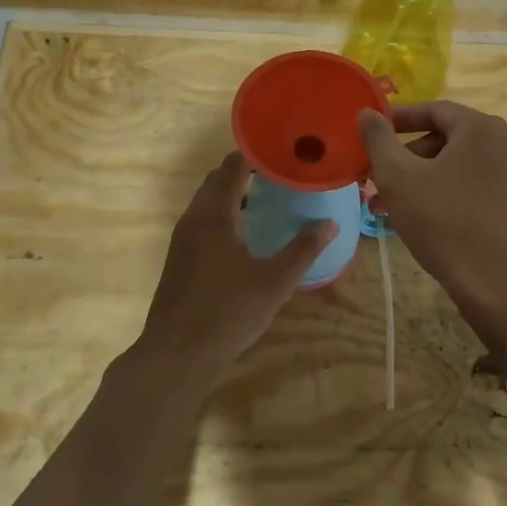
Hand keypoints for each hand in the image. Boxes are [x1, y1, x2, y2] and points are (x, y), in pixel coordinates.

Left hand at [134, 152, 336, 375]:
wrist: (176, 355)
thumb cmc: (228, 313)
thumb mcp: (275, 282)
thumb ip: (303, 250)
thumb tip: (330, 223)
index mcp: (215, 215)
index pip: (232, 167)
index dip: (255, 154)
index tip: (281, 151)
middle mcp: (193, 219)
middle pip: (216, 180)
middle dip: (244, 171)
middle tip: (279, 173)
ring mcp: (182, 239)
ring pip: (206, 201)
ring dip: (231, 193)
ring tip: (265, 198)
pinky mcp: (178, 258)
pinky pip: (201, 219)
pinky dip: (221, 212)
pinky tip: (243, 233)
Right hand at [357, 102, 506, 313]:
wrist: (498, 285)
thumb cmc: (444, 222)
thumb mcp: (398, 177)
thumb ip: (378, 139)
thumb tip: (367, 112)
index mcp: (480, 127)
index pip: (432, 109)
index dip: (396, 120)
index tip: (369, 134)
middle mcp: (503, 143)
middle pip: (443, 139)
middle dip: (403, 158)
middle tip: (373, 179)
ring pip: (453, 166)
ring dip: (417, 180)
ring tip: (384, 207)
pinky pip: (469, 186)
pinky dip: (440, 194)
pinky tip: (415, 220)